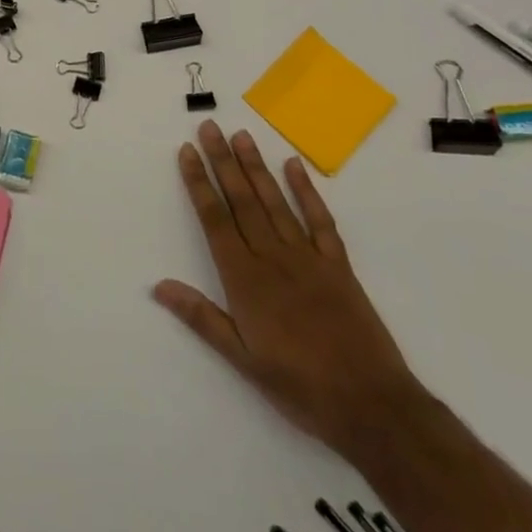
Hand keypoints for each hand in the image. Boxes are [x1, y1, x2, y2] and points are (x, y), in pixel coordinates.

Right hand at [153, 122, 423, 460]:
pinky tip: (293, 166)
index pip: (214, 220)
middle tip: (210, 127)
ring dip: (256, 167)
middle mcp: (273, 257)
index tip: (187, 151)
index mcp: (245, 280)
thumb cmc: (300, 387)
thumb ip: (202, 318)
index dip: (198, 183)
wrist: (371, 404)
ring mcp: (308, 257)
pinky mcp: (338, 264)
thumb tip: (159, 286)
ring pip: (275, 202)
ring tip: (241, 136)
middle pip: (242, 200)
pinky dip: (306, 191)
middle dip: (223, 161)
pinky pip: (320, 220)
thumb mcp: (242, 360)